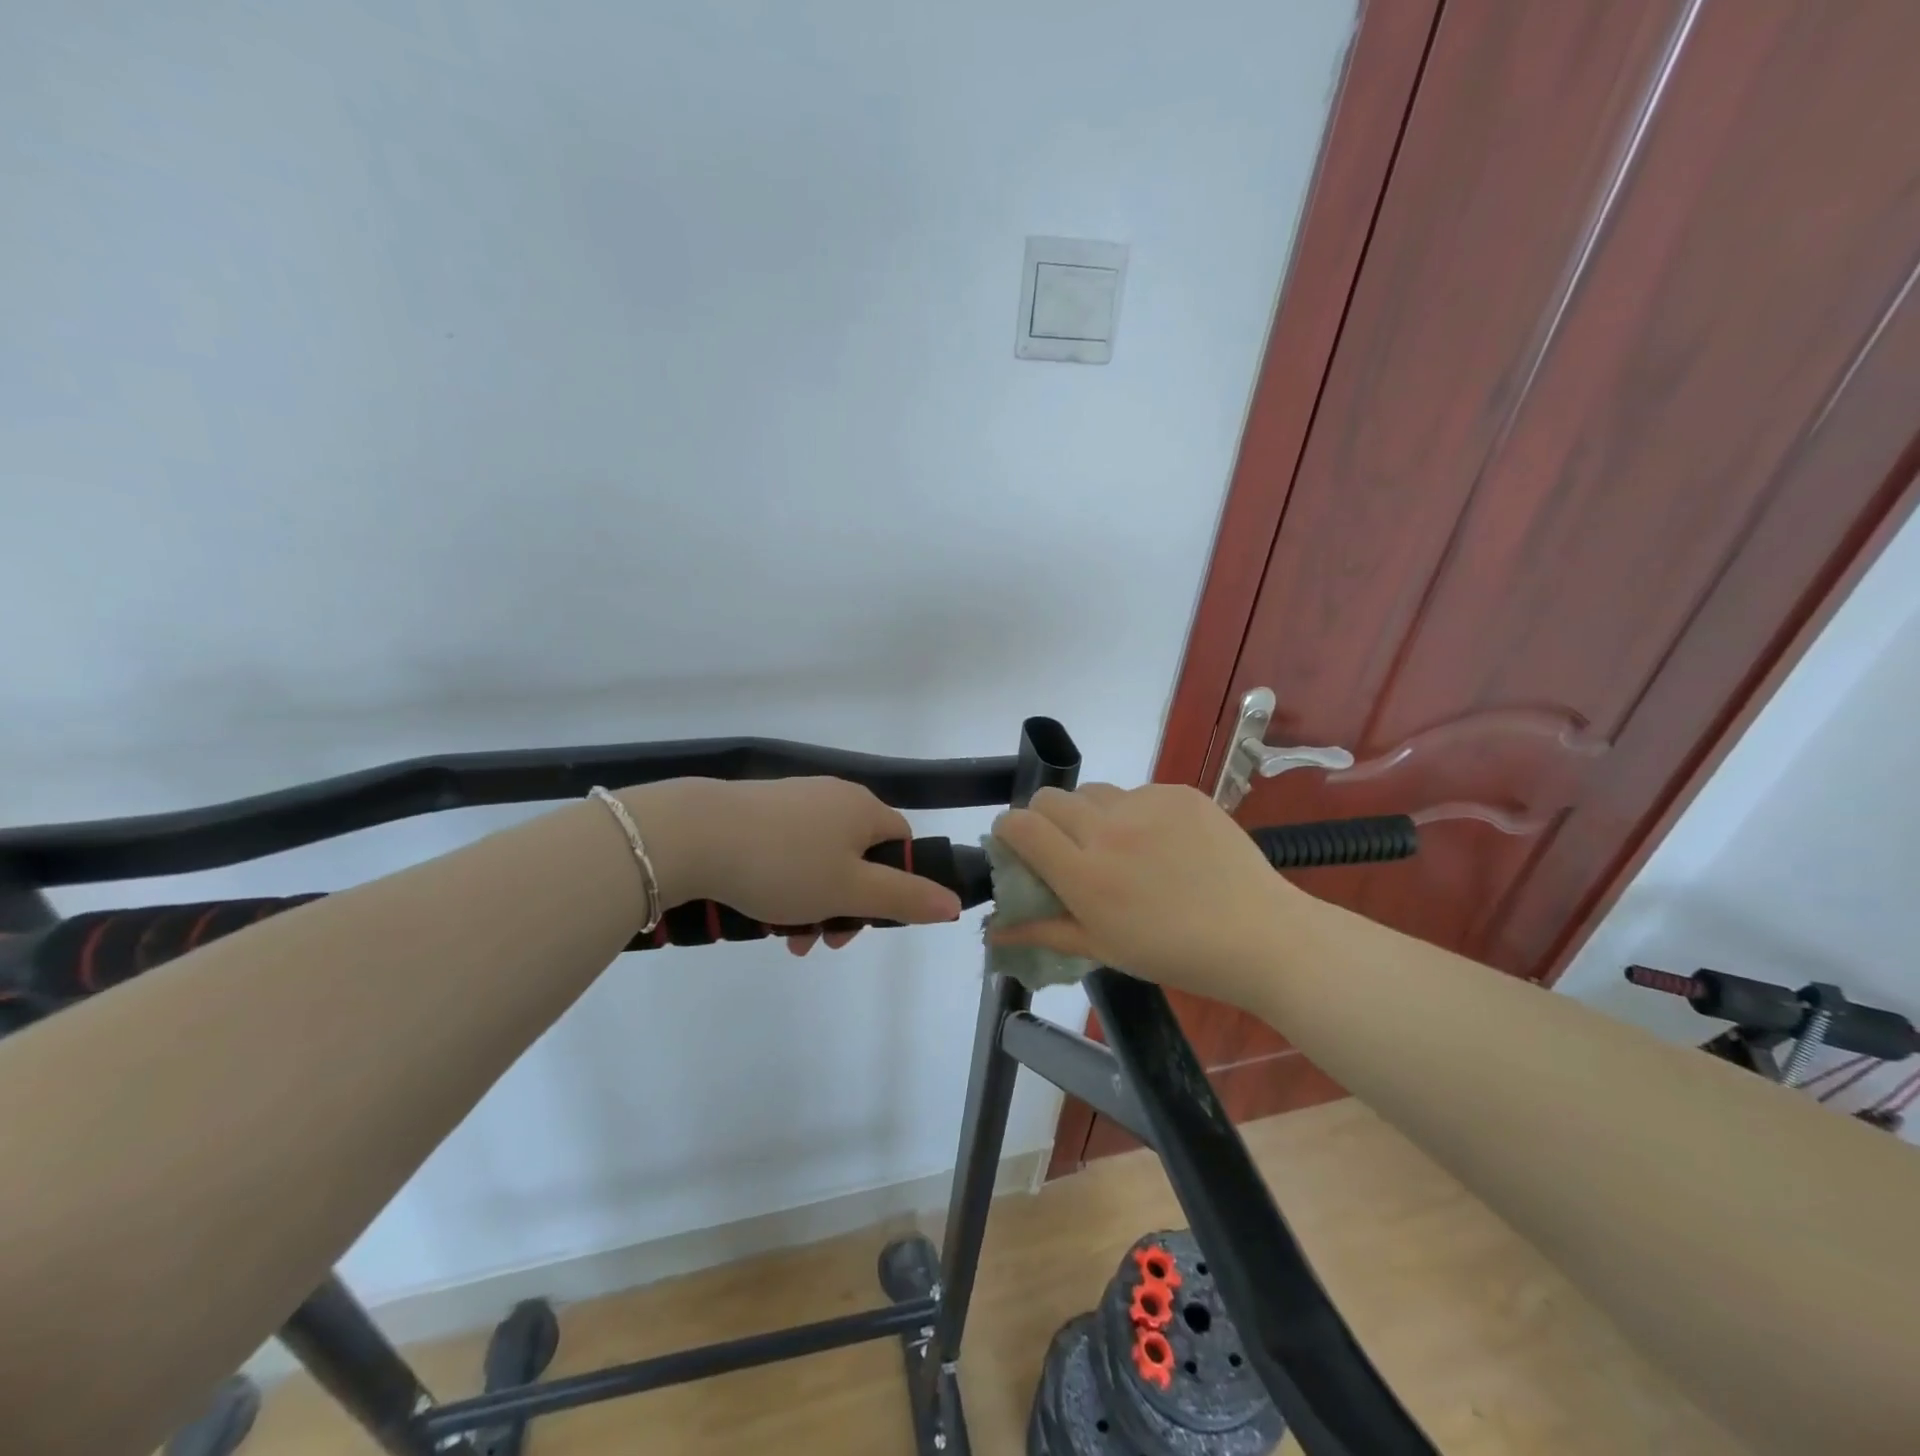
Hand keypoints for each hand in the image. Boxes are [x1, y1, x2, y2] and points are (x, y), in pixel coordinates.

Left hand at [620, 778, 961, 953]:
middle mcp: (834, 796)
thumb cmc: (785, 864)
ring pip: (822, 859)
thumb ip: (906, 898)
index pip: (901, 844)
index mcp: (864, 809)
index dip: (896, 885)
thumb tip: (954, 903)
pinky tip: (763, 913)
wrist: (694, 834)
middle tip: (824, 942)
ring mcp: (794, 801)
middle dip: (848, 905)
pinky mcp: (759, 810)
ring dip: (815, 903)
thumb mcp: (851, 890)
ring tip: (788, 940)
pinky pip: (789, 852)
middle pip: (860, 856)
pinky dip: (787, 885)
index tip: (869, 921)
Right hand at [989, 783, 1304, 1003]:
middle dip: (1043, 818)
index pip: (1020, 825)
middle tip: (1065, 848)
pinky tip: (1160, 842)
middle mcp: (1108, 830)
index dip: (1007, 830)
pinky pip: (1136, 792)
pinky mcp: (1178, 792)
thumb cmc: (1175, 954)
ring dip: (1088, 813)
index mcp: (1085, 875)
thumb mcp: (1103, 949)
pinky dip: (1133, 812)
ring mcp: (1146, 805)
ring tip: (1117, 844)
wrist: (1260, 935)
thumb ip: (1042, 932)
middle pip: (1049, 798)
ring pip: (1092, 791)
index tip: (1015, 846)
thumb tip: (991, 933)